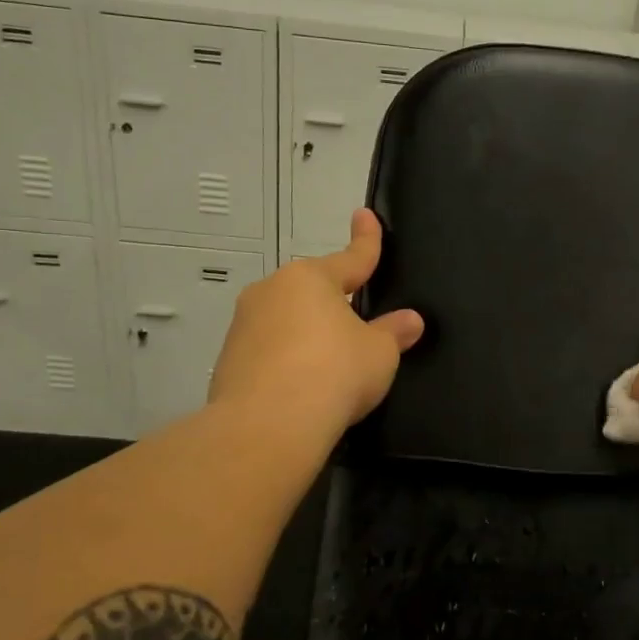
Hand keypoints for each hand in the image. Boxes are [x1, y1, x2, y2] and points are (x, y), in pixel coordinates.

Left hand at [209, 209, 424, 441]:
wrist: (268, 424)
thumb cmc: (334, 373)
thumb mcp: (378, 353)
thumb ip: (393, 332)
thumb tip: (411, 321)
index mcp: (310, 278)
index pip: (351, 257)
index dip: (366, 240)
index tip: (365, 215)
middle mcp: (272, 291)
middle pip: (313, 291)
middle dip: (334, 302)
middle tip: (357, 325)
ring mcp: (244, 324)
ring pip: (288, 320)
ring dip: (308, 334)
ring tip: (329, 367)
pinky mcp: (228, 359)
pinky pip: (269, 350)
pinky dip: (287, 360)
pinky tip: (302, 387)